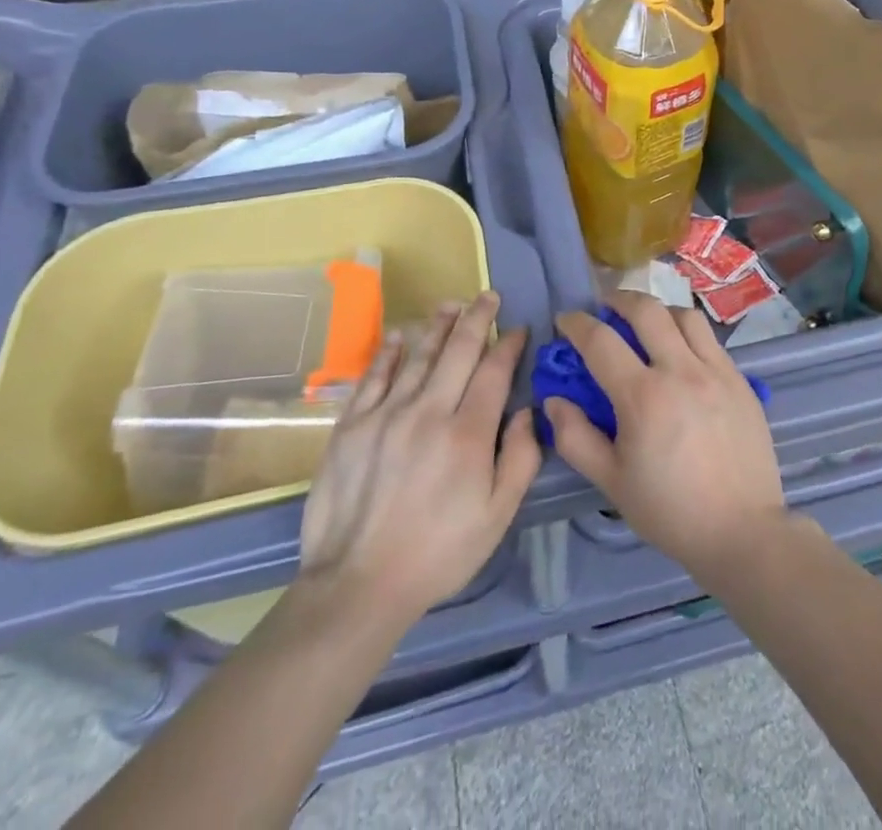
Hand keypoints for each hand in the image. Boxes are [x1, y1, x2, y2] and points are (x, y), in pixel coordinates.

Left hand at [298, 292, 540, 627]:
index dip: (508, 345)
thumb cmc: (438, 553)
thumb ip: (521, 459)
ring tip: (451, 304)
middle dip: (477, 319)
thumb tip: (529, 411)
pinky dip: (388, 353)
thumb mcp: (497, 516)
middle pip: (458, 351)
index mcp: (468, 434)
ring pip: (418, 356)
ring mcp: (386, 415)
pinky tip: (398, 336)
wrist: (357, 585)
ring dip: (438, 326)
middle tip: (488, 296)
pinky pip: (373, 377)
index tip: (518, 329)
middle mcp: (428, 412)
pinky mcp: (352, 426)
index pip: (494, 372)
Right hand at [545, 291, 785, 584]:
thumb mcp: (612, 482)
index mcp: (644, 397)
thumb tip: (554, 400)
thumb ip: (576, 438)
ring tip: (646, 324)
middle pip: (647, 310)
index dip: (577, 324)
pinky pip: (711, 339)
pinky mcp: (741, 379)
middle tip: (605, 307)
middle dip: (619, 299)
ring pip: (684, 315)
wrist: (743, 531)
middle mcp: (681, 371)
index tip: (565, 320)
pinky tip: (681, 352)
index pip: (601, 340)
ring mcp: (716, 371)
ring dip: (658, 311)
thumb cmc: (671, 511)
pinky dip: (688, 333)